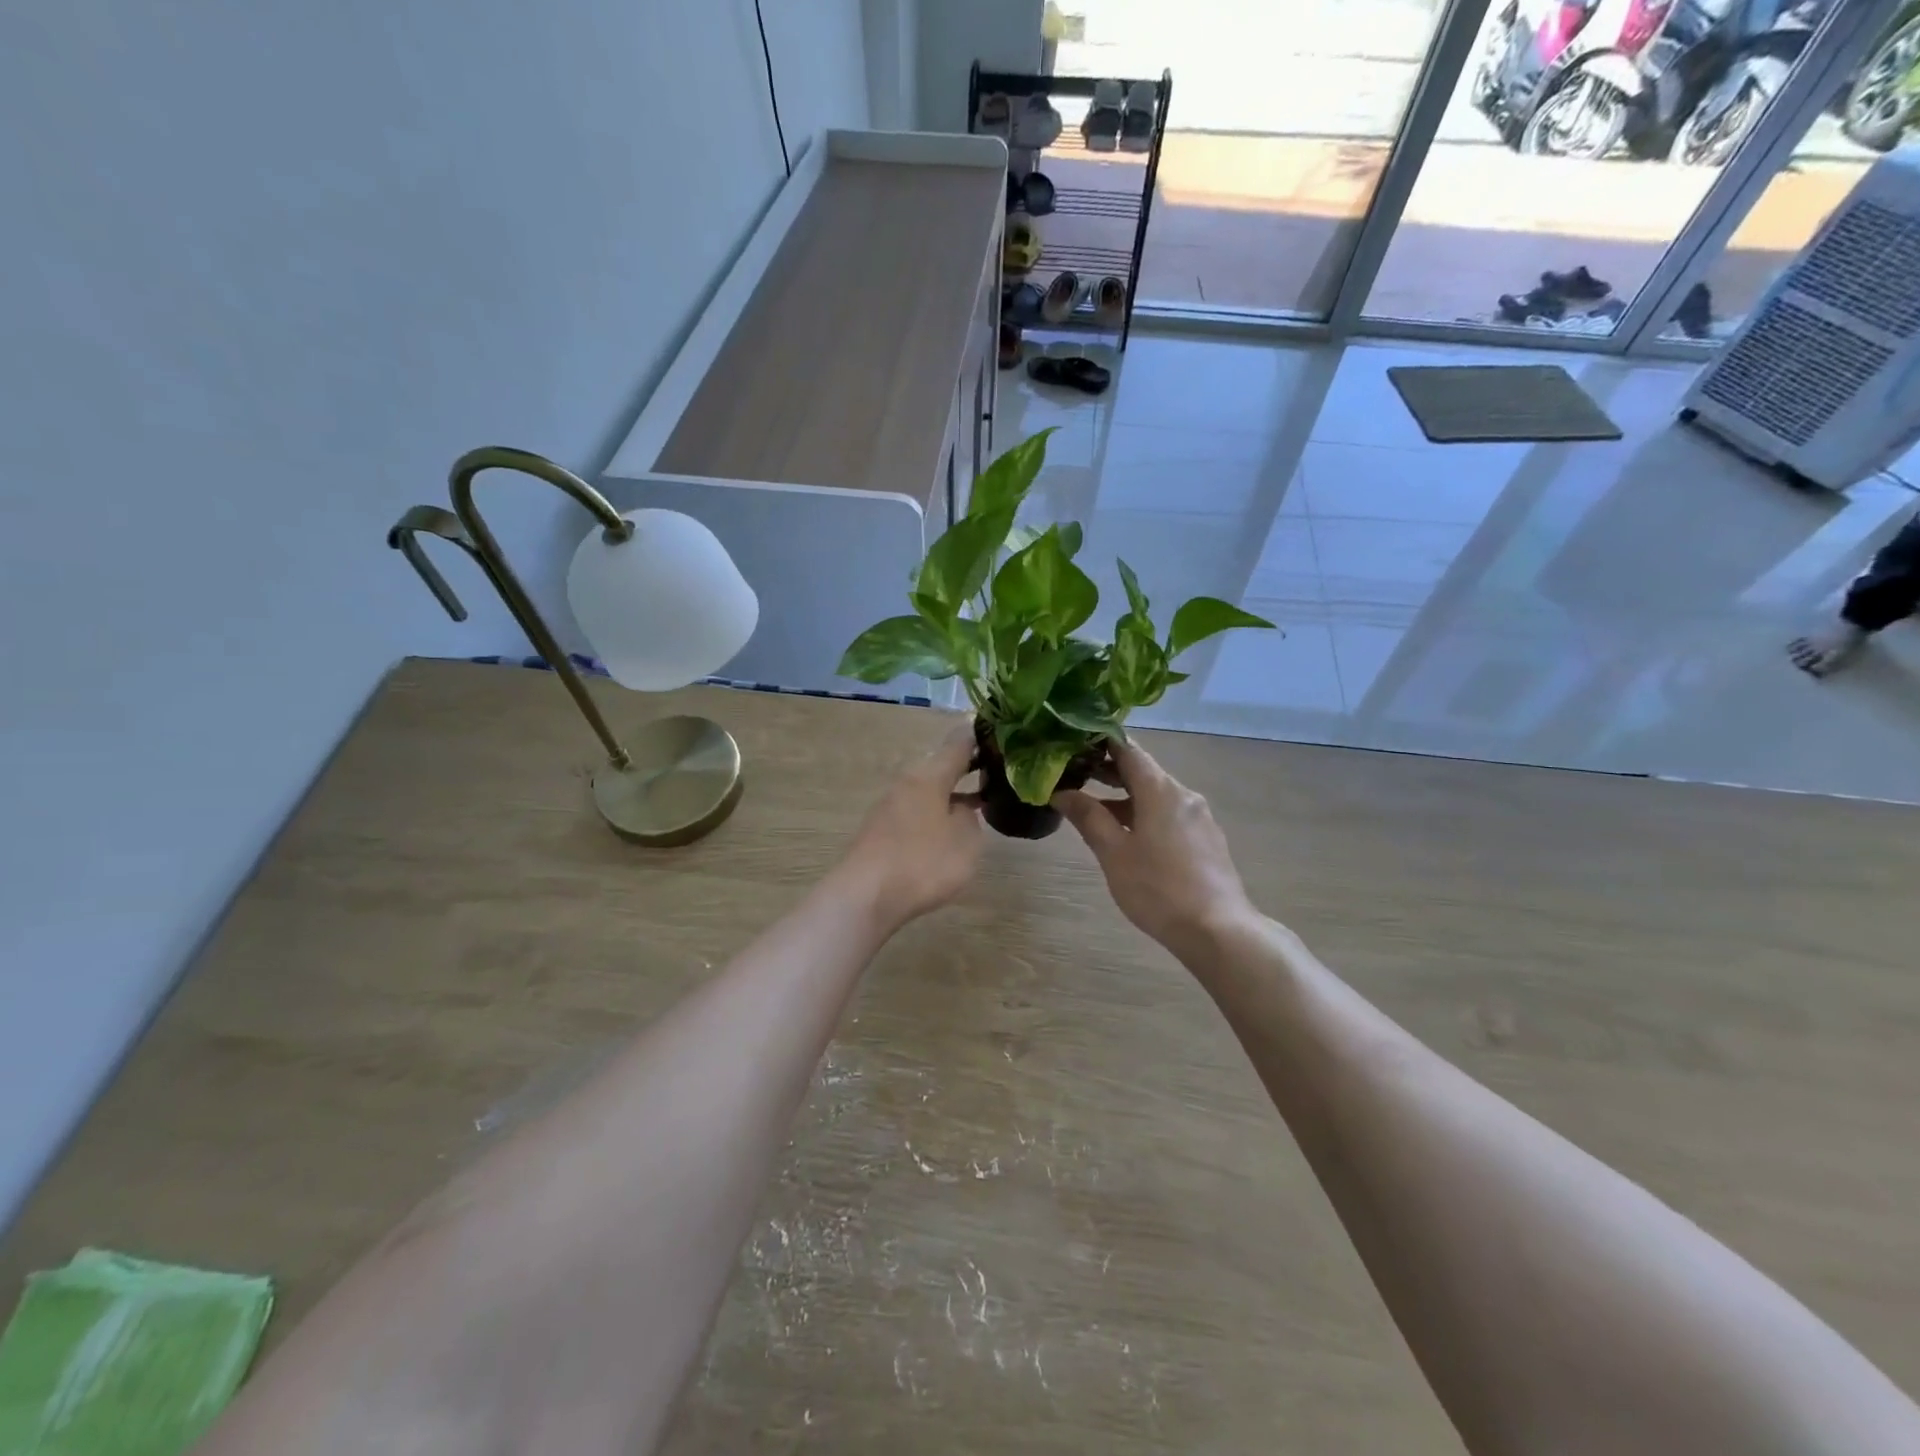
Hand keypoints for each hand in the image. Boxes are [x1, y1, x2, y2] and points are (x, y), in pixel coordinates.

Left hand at [836, 722, 984, 930]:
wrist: (864, 896)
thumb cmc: (922, 862)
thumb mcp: (965, 840)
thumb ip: (970, 818)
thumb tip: (960, 810)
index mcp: (929, 776)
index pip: (958, 744)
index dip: (978, 736)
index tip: (995, 730)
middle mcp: (907, 783)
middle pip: (940, 767)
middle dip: (965, 769)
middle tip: (994, 772)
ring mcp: (889, 807)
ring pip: (927, 792)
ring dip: (950, 795)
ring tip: (976, 805)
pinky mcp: (880, 832)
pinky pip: (915, 814)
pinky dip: (934, 815)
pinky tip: (945, 833)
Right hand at [1053, 741, 1256, 959]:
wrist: (1218, 930)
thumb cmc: (1158, 888)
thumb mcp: (1114, 853)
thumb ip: (1088, 817)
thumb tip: (1061, 791)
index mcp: (1160, 790)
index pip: (1127, 749)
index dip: (1099, 742)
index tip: (1072, 743)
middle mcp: (1183, 794)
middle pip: (1142, 770)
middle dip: (1108, 770)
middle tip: (1074, 774)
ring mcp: (1199, 817)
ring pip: (1156, 794)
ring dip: (1125, 796)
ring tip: (1093, 809)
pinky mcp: (1206, 839)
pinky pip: (1169, 814)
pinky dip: (1144, 813)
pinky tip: (1128, 835)